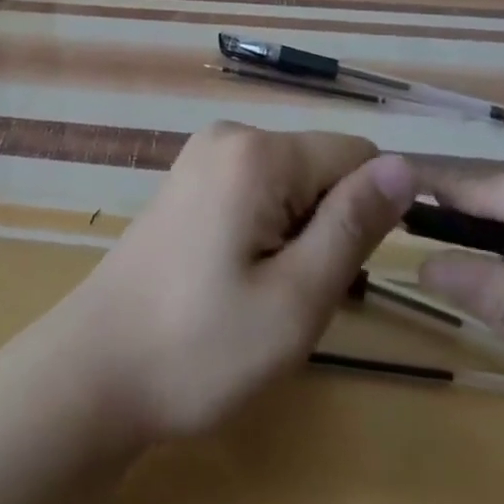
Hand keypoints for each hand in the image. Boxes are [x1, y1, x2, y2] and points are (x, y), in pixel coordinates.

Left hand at [40, 121, 416, 444]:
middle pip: (321, 168)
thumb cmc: (201, 346)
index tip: (342, 275)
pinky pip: (257, 191)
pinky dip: (266, 233)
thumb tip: (407, 167)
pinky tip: (237, 281)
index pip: (357, 155)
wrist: (97, 369)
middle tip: (293, 297)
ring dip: (299, 237)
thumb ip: (353, 225)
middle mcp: (230, 134)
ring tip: (262, 295)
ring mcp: (203, 155)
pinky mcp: (189, 180)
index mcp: (257, 151)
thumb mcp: (296, 298)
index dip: (368, 214)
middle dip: (328, 229)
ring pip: (292, 184)